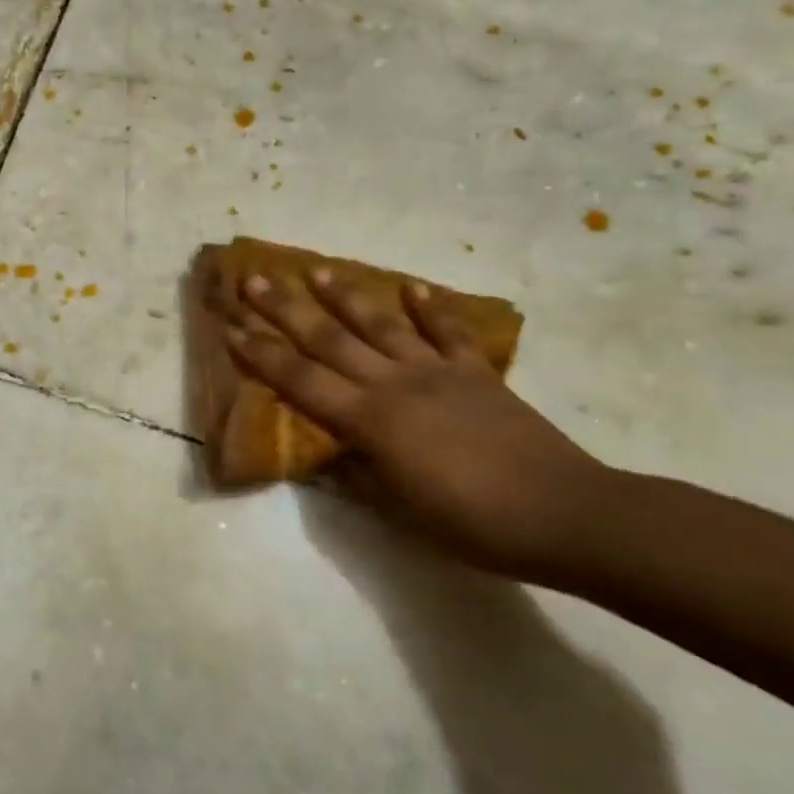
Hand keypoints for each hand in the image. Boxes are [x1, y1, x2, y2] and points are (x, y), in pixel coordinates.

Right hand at [227, 271, 607, 584]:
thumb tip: (327, 454)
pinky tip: (412, 287)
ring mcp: (437, 372)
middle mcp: (394, 384)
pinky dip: (430, 308)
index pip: (300, 380)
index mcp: (369, 420)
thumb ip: (356, 475)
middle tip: (254, 280)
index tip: (230, 326)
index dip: (261, 353)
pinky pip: (448, 333)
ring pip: (381, 325)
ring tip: (316, 269)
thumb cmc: (471, 523)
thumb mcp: (398, 511)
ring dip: (345, 296)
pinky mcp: (476, 373)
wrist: (564, 513)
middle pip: (329, 339)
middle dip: (285, 309)